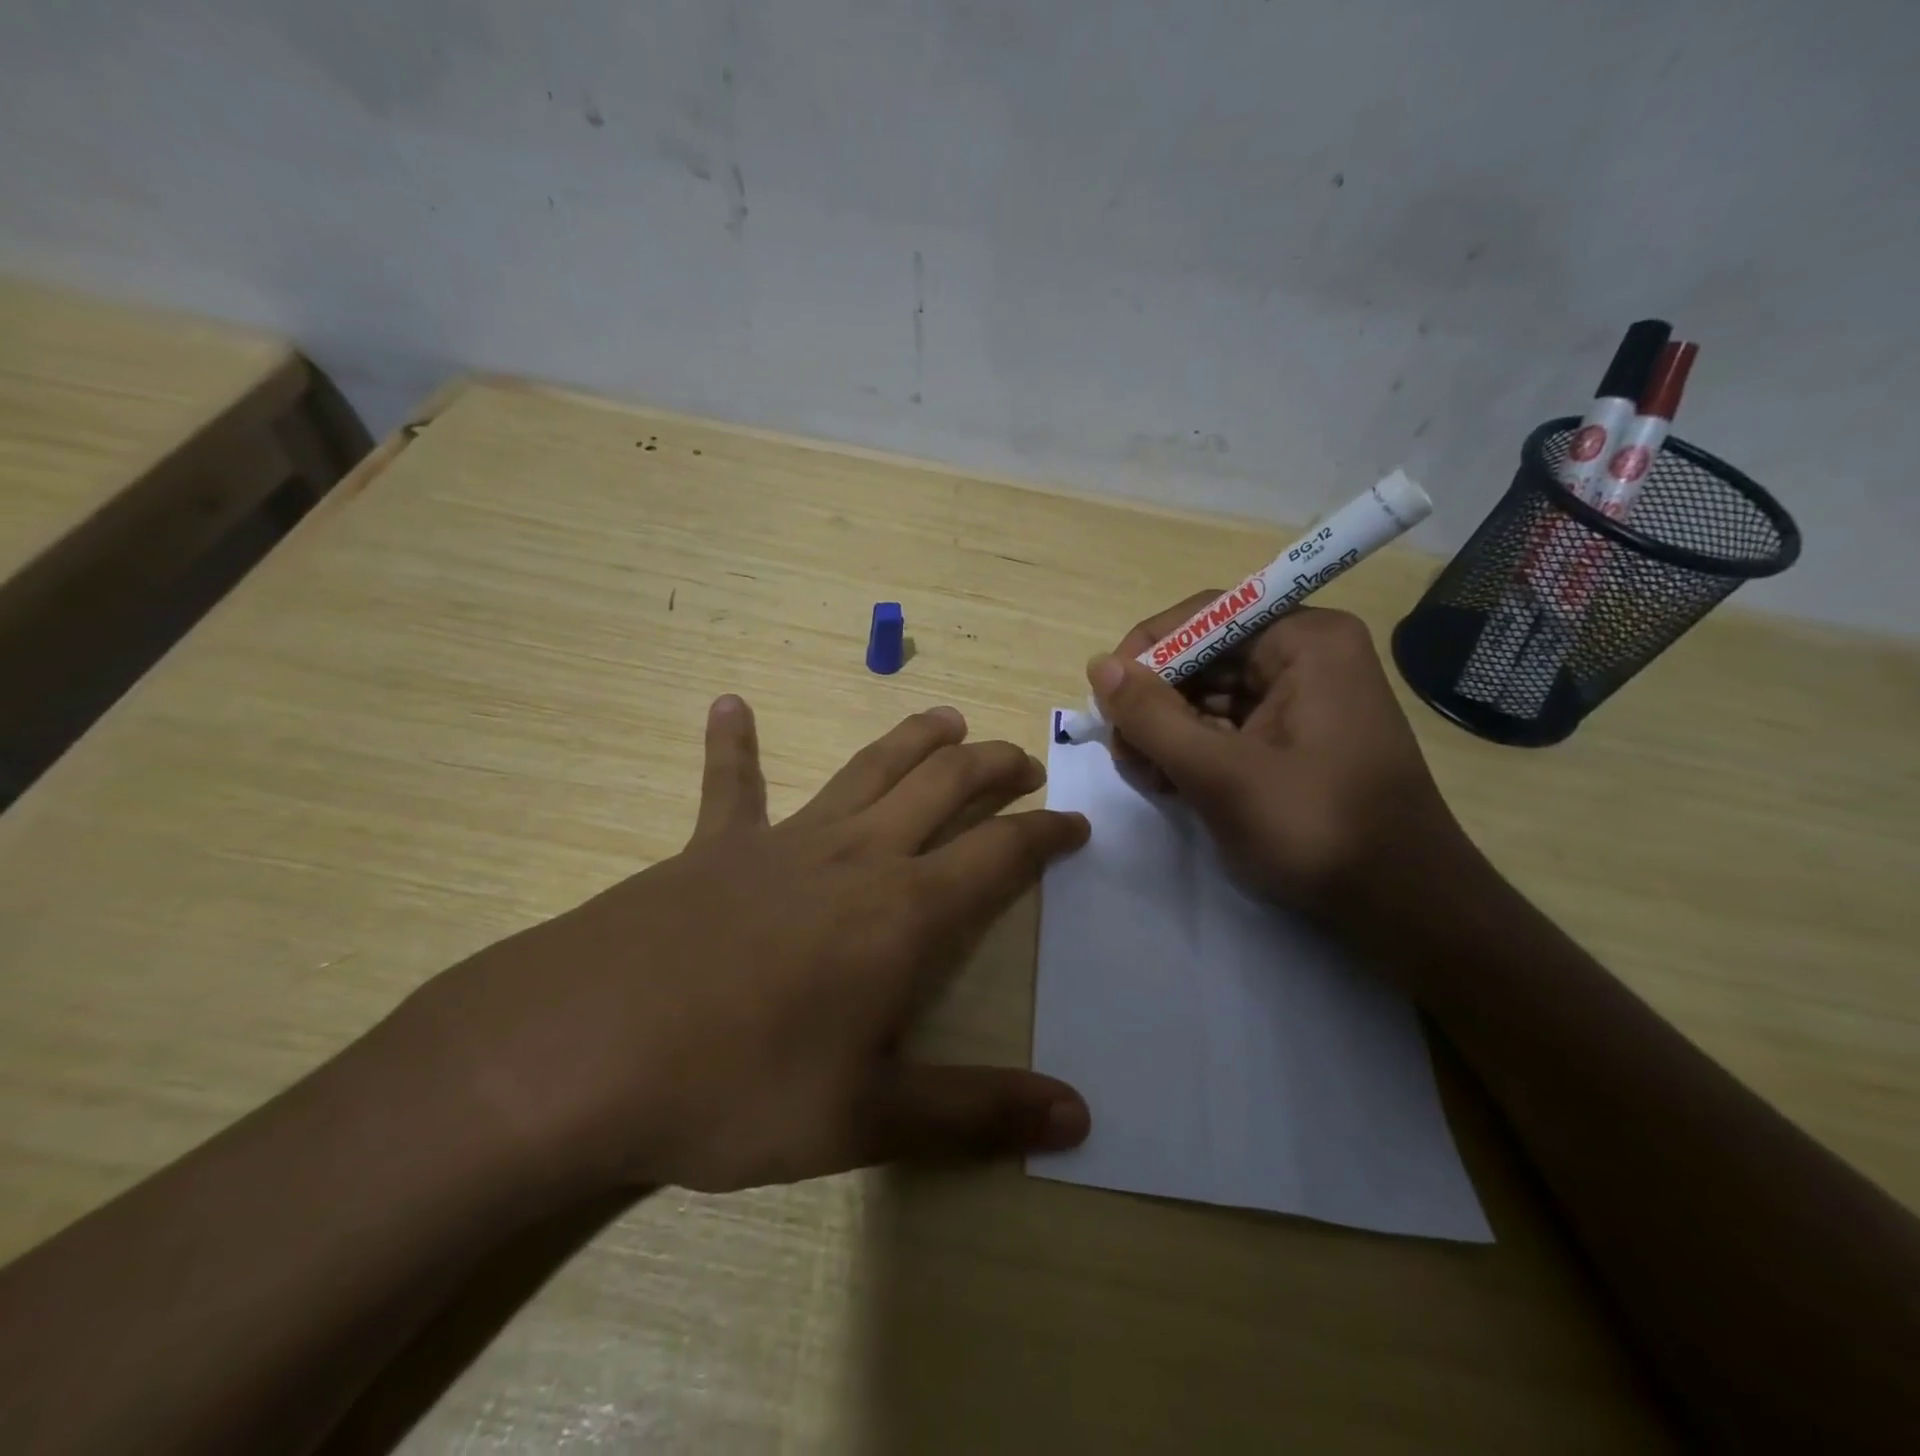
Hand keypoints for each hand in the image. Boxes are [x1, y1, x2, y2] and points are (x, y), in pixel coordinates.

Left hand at [401, 696, 1091, 1197]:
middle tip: (1023, 759)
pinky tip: (730, 705)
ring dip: (913, 737)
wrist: (583, 1052)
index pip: (999, 854)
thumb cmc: (736, 1089)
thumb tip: (1079, 1119)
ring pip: (867, 767)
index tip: (1076, 824)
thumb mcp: (866, 1119)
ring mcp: (782, 841)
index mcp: (902, 912)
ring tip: (946, 718)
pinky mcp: (713, 846)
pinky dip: (733, 743)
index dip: (1045, 835)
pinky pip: (730, 783)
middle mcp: (855, 856)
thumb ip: (976, 1113)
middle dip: (991, 765)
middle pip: (942, 785)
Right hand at [1092, 597, 1465, 913]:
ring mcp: (1305, 698)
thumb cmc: (1315, 830)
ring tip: (1147, 776)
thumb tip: (1098, 665)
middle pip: (1205, 657)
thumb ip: (1151, 716)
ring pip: (1211, 695)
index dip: (1147, 650)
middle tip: (1123, 752)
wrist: (1403, 908)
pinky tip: (1171, 783)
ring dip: (1169, 731)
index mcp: (1305, 641)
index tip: (1106, 699)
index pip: (1205, 616)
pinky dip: (1194, 750)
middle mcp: (1308, 656)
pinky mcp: (1298, 738)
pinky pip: (1230, 725)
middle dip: (1156, 701)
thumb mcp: (1220, 773)